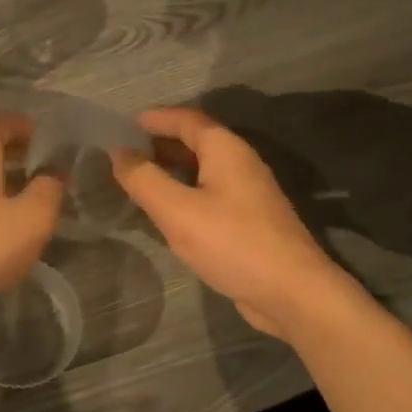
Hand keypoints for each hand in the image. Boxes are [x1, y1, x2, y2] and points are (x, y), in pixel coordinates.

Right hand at [112, 107, 346, 337]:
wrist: (293, 293)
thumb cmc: (232, 243)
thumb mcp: (176, 210)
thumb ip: (143, 179)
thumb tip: (118, 152)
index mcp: (226, 150)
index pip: (187, 120)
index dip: (156, 118)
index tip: (124, 123)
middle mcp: (241, 164)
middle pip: (197, 141)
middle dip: (161, 142)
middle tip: (125, 152)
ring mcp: (249, 194)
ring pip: (203, 170)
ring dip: (172, 169)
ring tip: (139, 179)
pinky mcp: (250, 221)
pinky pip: (210, 193)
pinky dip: (185, 192)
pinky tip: (168, 212)